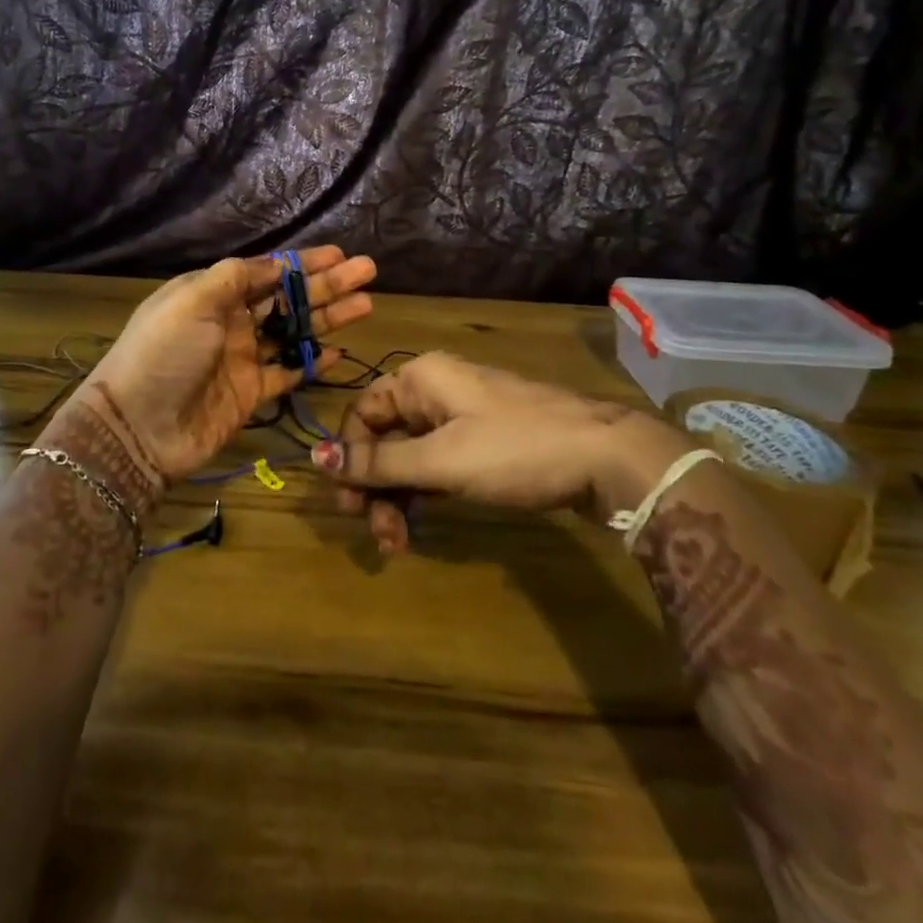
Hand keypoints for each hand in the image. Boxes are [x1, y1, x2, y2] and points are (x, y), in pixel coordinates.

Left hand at [56, 247, 376, 488]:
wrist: (138, 428)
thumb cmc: (163, 354)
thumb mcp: (192, 301)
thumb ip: (235, 278)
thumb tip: (276, 263)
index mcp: (213, 294)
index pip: (267, 271)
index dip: (303, 262)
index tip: (338, 254)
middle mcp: (231, 322)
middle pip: (288, 298)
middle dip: (327, 285)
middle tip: (368, 271)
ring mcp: (242, 358)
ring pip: (295, 332)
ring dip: (328, 318)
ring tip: (366, 304)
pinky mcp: (250, 393)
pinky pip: (288, 372)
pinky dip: (312, 362)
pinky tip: (339, 352)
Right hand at [314, 352, 696, 553]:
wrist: (607, 457)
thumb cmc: (516, 450)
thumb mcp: (442, 461)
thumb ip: (379, 463)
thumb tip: (315, 457)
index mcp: (420, 379)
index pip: (361, 414)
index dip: (348, 457)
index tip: (349, 506)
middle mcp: (436, 390)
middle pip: (384, 436)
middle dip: (375, 486)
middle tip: (380, 536)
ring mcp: (462, 415)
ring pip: (410, 454)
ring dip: (398, 497)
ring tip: (400, 544)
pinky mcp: (484, 440)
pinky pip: (437, 462)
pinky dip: (425, 492)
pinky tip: (422, 523)